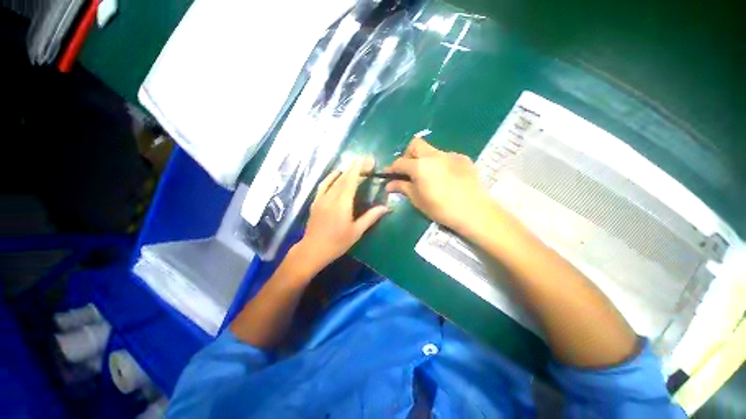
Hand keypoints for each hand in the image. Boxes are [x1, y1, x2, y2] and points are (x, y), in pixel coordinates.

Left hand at [293, 156, 389, 274]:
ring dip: (344, 171)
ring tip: (353, 166)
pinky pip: (323, 185)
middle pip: (344, 178)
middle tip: (364, 161)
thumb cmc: (337, 242)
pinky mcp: (316, 202)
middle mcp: (331, 197)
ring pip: (334, 180)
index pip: (351, 181)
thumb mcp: (356, 231)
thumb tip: (386, 208)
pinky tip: (336, 174)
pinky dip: (330, 177)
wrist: (313, 249)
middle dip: (354, 168)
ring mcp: (322, 198)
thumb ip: (371, 217)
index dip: (358, 169)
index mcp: (343, 204)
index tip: (364, 159)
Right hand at [385, 137, 493, 233]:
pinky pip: (446, 157)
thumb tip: (389, 184)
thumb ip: (403, 187)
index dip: (391, 168)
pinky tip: (445, 178)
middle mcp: (434, 155)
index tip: (388, 175)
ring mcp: (451, 155)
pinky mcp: (463, 159)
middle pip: (415, 145)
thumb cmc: (441, 208)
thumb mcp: (418, 200)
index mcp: (420, 166)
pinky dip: (440, 164)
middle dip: (408, 155)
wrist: (474, 211)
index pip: (400, 162)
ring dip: (424, 160)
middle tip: (409, 172)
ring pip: (431, 151)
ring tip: (428, 177)